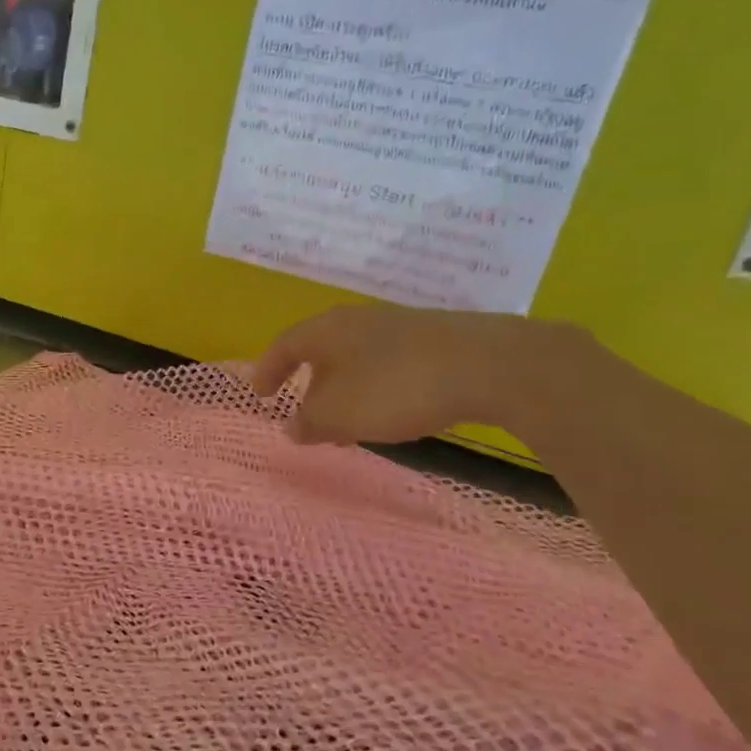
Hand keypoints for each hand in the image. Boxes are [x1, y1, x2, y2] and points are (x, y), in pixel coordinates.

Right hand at [252, 305, 562, 444]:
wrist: (491, 365)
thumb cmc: (396, 387)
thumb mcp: (339, 414)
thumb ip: (309, 423)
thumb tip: (291, 428)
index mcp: (328, 330)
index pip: (284, 345)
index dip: (268, 370)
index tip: (260, 394)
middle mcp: (359, 321)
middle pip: (321, 353)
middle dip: (309, 389)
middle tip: (306, 421)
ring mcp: (399, 328)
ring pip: (356, 362)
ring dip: (344, 395)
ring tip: (348, 429)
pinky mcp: (433, 341)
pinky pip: (386, 367)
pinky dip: (374, 391)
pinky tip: (390, 415)